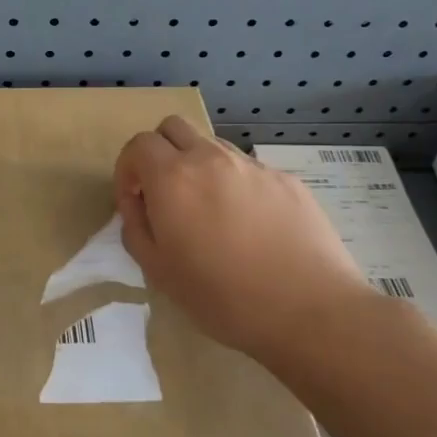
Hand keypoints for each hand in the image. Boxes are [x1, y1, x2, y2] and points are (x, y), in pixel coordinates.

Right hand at [114, 117, 375, 369]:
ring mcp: (253, 166)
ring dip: (198, 166)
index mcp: (173, 178)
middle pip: (173, 127)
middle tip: (164, 193)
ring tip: (209, 211)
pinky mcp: (286, 180)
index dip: (128, 168)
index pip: (138, 144)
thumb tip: (138, 204)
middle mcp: (211, 159)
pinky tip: (250, 227)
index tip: (134, 200)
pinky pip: (248, 170)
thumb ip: (136, 227)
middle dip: (160, 152)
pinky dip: (236, 185)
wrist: (308, 309)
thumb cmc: (221, 296)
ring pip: (212, 145)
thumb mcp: (158, 271)